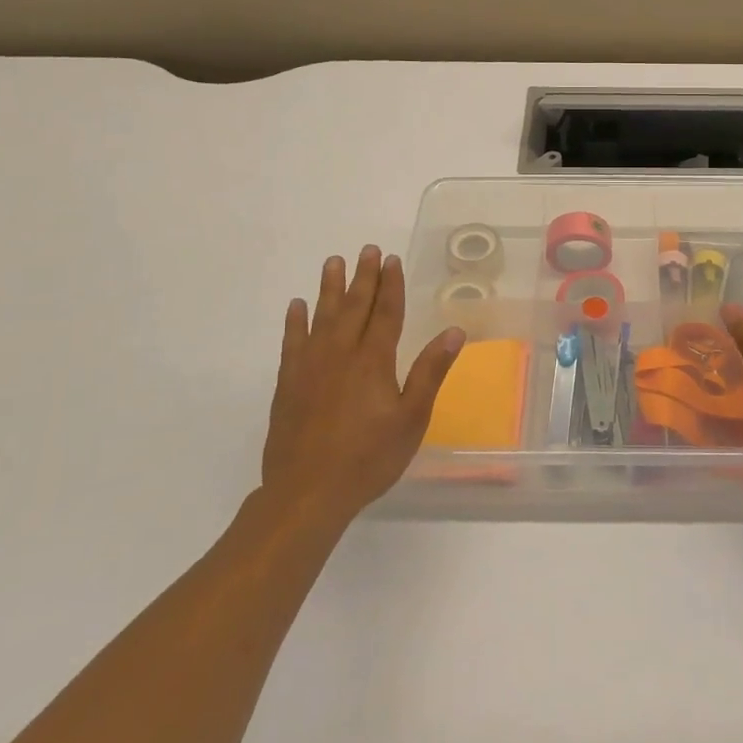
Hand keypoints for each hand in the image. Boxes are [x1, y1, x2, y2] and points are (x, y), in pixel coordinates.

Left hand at [260, 245, 464, 526]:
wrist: (307, 492)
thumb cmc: (368, 457)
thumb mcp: (412, 418)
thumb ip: (430, 372)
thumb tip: (454, 331)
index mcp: (374, 361)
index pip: (385, 313)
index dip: (390, 285)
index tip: (391, 260)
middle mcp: (341, 354)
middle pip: (354, 307)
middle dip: (363, 277)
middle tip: (367, 250)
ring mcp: (310, 367)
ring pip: (322, 317)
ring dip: (329, 289)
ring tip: (333, 262)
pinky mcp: (288, 384)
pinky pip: (292, 342)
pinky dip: (295, 322)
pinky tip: (296, 307)